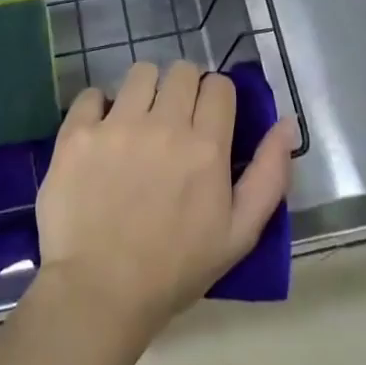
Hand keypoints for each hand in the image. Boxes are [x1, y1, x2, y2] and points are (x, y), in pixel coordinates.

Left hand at [34, 60, 295, 341]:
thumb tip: (287, 124)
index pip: (219, 85)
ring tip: (138, 121)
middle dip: (184, 88)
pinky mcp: (78, 133)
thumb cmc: (175, 269)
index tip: (208, 120)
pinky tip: (101, 133)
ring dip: (145, 90)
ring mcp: (117, 125)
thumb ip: (269, 175)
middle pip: (182, 71)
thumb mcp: (239, 233)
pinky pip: (92, 93)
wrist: (99, 293)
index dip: (217, 98)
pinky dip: (99, 107)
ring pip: (140, 72)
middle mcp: (164, 125)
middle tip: (174, 120)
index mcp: (206, 146)